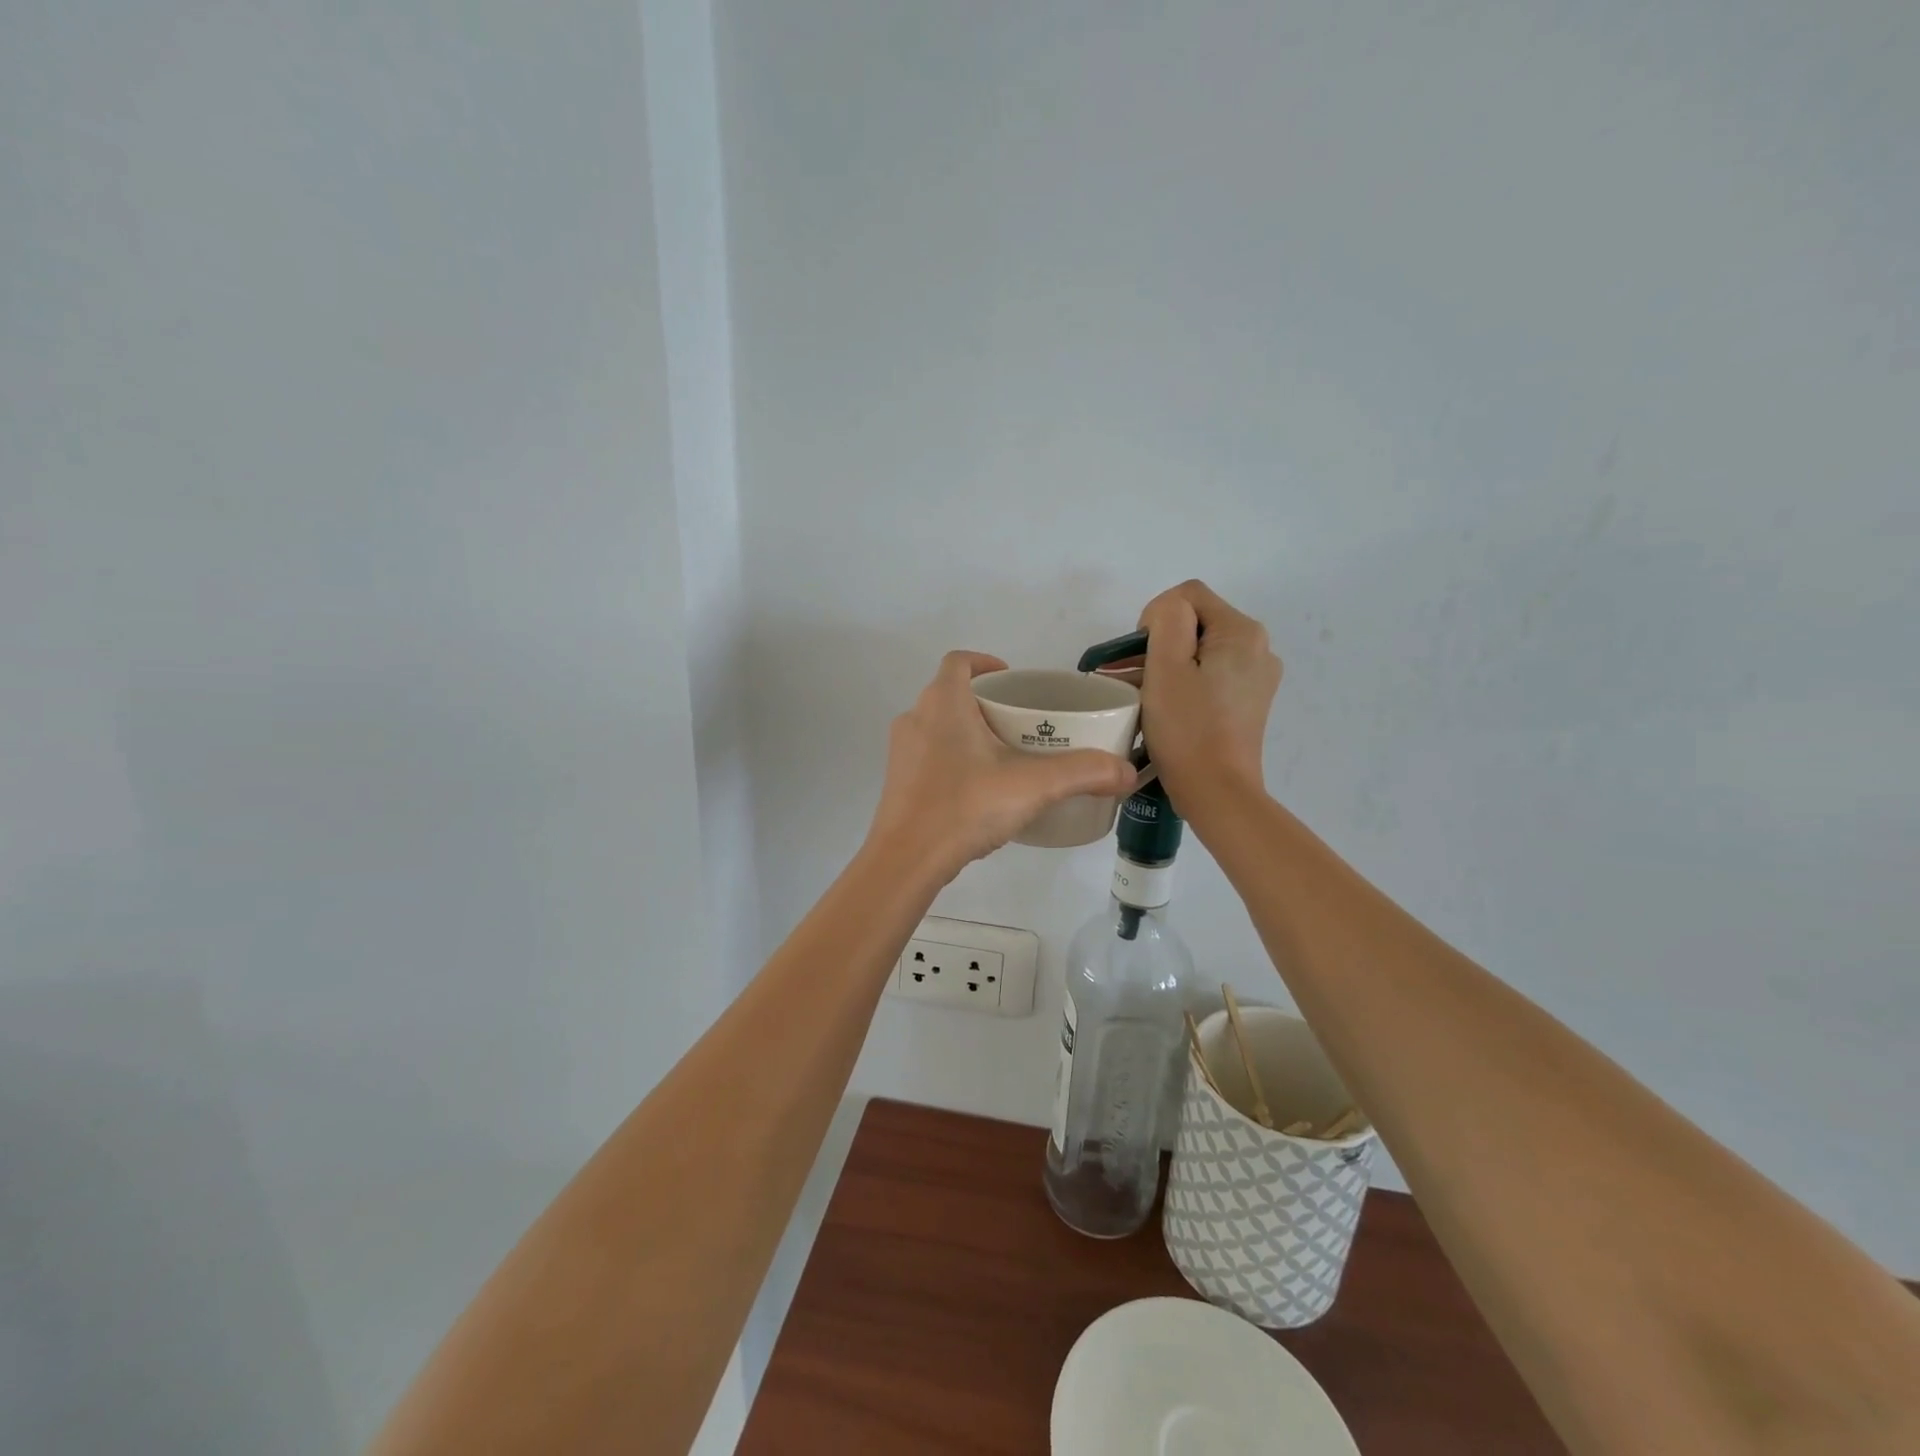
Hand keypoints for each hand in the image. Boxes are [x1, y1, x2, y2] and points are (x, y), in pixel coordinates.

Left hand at [867, 651, 1137, 879]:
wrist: (906, 859)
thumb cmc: (966, 806)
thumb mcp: (1033, 786)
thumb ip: (1084, 773)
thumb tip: (1128, 772)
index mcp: (944, 703)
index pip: (959, 661)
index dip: (985, 663)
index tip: (1012, 682)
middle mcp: (916, 718)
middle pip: (951, 694)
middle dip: (985, 703)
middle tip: (1021, 725)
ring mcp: (902, 752)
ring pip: (938, 726)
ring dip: (968, 732)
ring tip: (1004, 757)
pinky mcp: (898, 782)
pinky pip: (929, 756)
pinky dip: (953, 760)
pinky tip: (978, 790)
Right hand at [1136, 581, 1282, 811]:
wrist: (1217, 792)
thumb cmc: (1187, 728)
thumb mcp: (1167, 666)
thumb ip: (1167, 619)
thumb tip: (1166, 614)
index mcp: (1242, 632)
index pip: (1188, 595)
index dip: (1154, 617)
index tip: (1139, 656)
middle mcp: (1258, 648)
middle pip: (1195, 622)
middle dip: (1157, 643)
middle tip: (1126, 675)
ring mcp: (1255, 677)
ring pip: (1199, 651)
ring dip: (1165, 664)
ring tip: (1132, 691)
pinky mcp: (1247, 702)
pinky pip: (1208, 676)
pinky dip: (1182, 682)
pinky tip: (1159, 704)